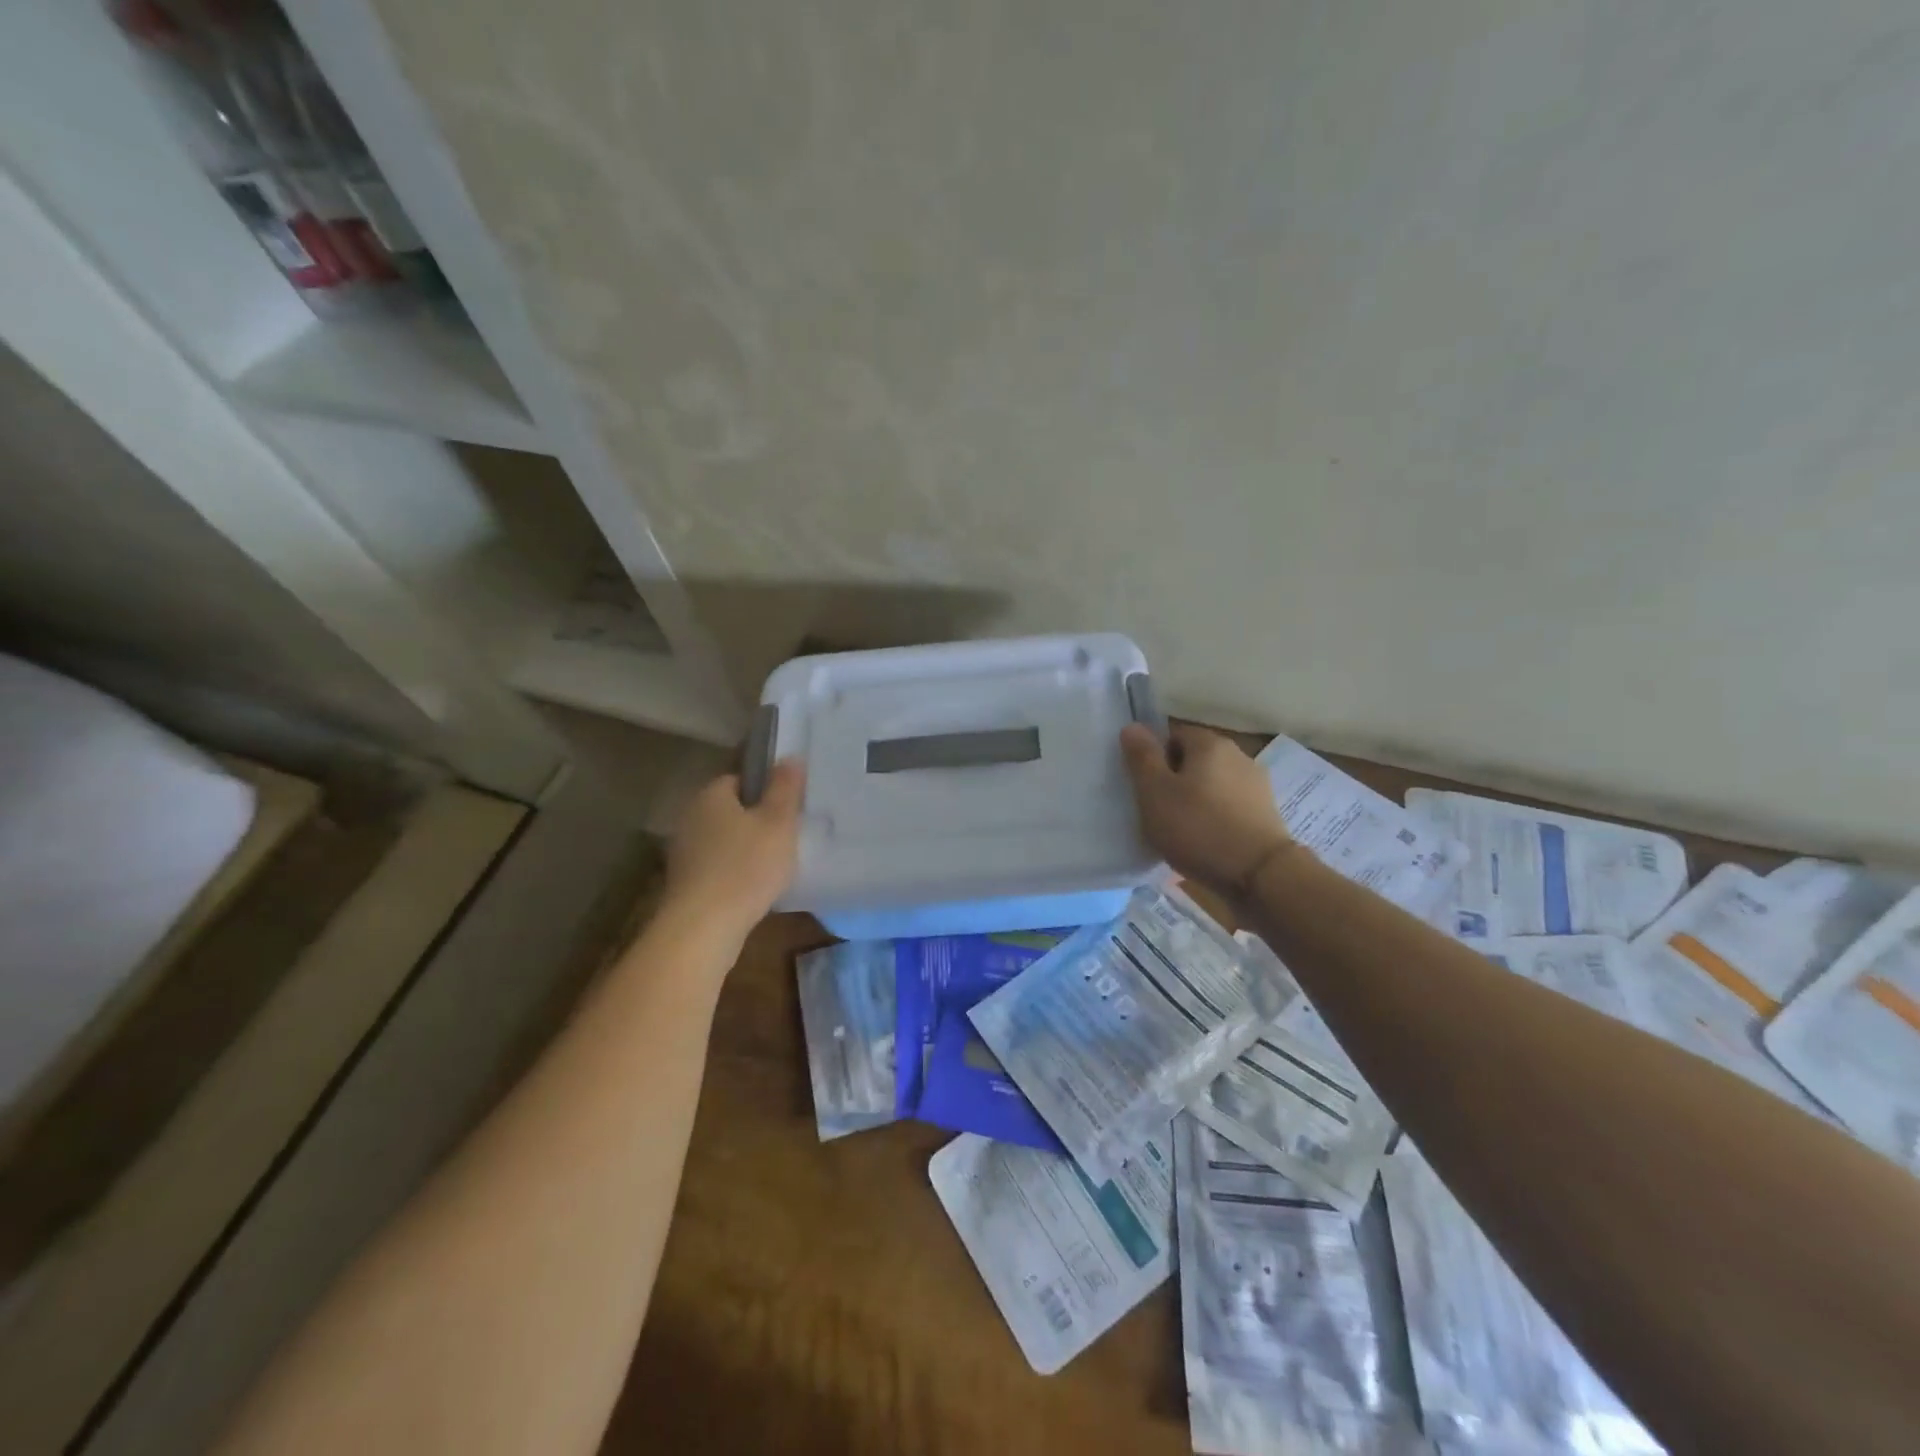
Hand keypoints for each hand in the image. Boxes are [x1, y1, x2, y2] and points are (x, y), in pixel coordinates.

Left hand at [663, 761, 805, 939]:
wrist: (704, 928)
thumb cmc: (746, 867)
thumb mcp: (778, 823)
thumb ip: (785, 788)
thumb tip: (790, 756)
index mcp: (711, 795)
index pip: (740, 778)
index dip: (766, 789)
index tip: (789, 806)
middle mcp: (690, 817)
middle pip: (730, 810)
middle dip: (756, 820)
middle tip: (788, 834)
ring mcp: (684, 852)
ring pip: (724, 840)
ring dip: (746, 848)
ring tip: (777, 863)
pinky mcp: (685, 883)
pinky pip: (717, 866)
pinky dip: (735, 872)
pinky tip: (756, 887)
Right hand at [1119, 724, 1291, 897]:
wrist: (1260, 875)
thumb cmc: (1198, 828)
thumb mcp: (1155, 792)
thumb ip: (1142, 757)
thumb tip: (1132, 727)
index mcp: (1210, 744)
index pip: (1173, 735)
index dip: (1154, 758)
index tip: (1145, 787)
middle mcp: (1238, 756)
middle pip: (1194, 760)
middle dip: (1174, 780)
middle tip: (1158, 810)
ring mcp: (1257, 785)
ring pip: (1212, 785)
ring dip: (1195, 801)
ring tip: (1181, 831)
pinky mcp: (1266, 813)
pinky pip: (1229, 807)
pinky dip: (1215, 818)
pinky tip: (1206, 842)